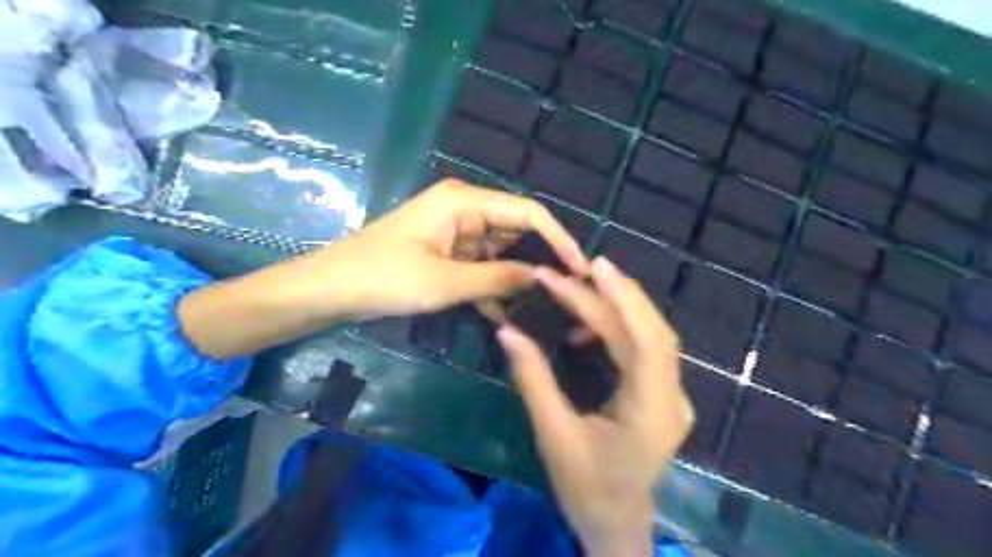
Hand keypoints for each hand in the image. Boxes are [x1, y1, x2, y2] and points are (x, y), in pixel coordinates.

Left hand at [288, 179, 587, 322]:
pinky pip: (479, 267)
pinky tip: (507, 315)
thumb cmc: (383, 278)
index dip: (558, 238)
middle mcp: (463, 210)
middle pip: (515, 231)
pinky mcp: (446, 254)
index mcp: (464, 201)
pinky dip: (491, 288)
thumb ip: (497, 278)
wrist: (330, 290)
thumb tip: (541, 277)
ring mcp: (454, 233)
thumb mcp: (445, 282)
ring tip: (543, 307)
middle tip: (565, 292)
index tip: (580, 268)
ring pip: (499, 253)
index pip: (527, 213)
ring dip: (514, 279)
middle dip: (538, 260)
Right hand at [500, 257, 690, 556]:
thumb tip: (506, 332)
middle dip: (610, 296)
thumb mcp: (553, 435)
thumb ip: (533, 379)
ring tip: (574, 290)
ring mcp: (673, 395)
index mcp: (652, 412)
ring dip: (613, 308)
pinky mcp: (663, 393)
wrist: (616, 522)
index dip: (623, 299)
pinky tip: (584, 329)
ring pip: (649, 334)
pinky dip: (615, 328)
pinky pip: (643, 346)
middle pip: (648, 331)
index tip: (594, 266)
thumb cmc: (585, 486)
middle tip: (569, 273)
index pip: (646, 342)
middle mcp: (672, 398)